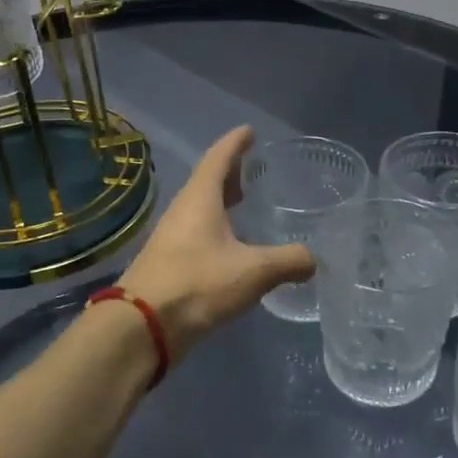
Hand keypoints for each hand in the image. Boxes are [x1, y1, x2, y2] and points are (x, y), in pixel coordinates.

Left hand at [120, 126, 315, 360]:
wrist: (143, 326)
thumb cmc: (198, 285)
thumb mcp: (253, 271)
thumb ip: (288, 261)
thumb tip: (313, 259)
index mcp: (200, 199)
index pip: (219, 158)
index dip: (236, 143)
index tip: (249, 131)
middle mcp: (183, 211)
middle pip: (207, 181)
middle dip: (230, 173)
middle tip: (253, 168)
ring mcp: (172, 238)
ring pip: (200, 209)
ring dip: (222, 203)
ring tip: (245, 204)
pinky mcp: (169, 263)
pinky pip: (197, 234)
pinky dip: (216, 229)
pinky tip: (232, 247)